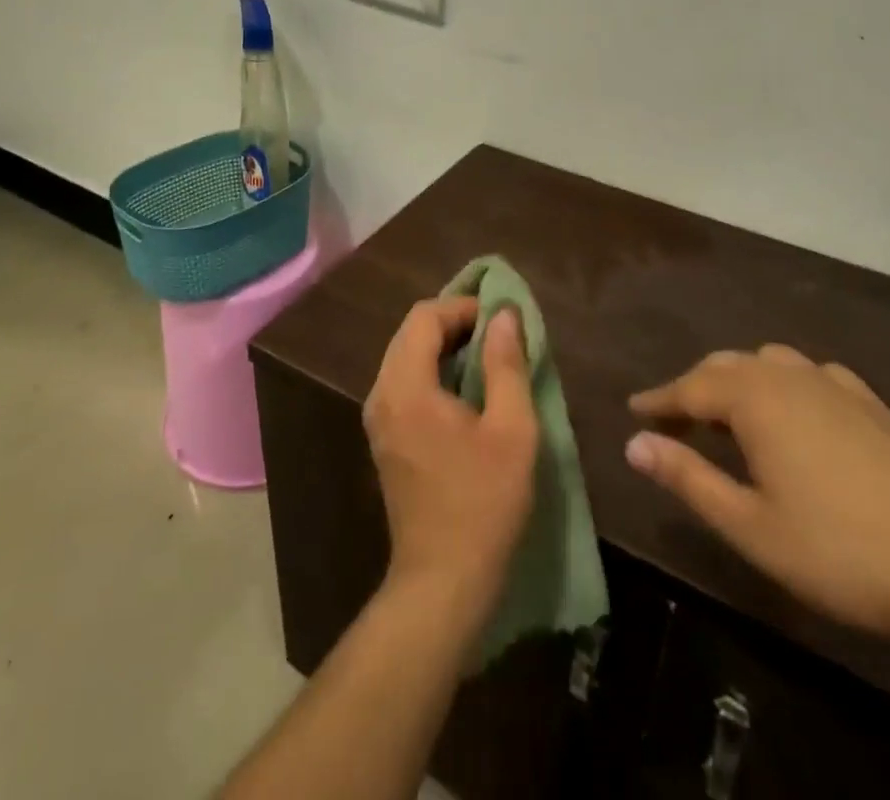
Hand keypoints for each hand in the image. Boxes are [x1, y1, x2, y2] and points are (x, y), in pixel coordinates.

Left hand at [364, 297, 538, 630]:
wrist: (442, 581)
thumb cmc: (483, 502)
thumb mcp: (511, 429)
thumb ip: (507, 365)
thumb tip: (504, 315)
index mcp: (406, 386)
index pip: (424, 317)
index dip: (462, 307)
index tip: (500, 317)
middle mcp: (381, 395)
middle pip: (410, 333)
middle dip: (453, 323)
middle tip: (497, 333)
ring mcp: (378, 419)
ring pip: (405, 357)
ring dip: (443, 347)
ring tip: (487, 357)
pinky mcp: (384, 439)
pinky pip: (404, 383)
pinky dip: (432, 371)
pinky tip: (465, 390)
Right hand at [627, 346, 889, 683]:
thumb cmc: (840, 552)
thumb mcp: (750, 526)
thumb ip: (687, 477)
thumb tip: (633, 444)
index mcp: (755, 398)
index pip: (690, 387)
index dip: (659, 400)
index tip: (634, 409)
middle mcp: (789, 375)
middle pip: (726, 367)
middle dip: (695, 388)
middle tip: (674, 418)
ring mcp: (835, 383)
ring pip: (768, 362)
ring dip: (739, 382)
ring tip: (729, 414)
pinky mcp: (870, 401)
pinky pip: (809, 374)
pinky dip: (784, 384)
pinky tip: (793, 411)